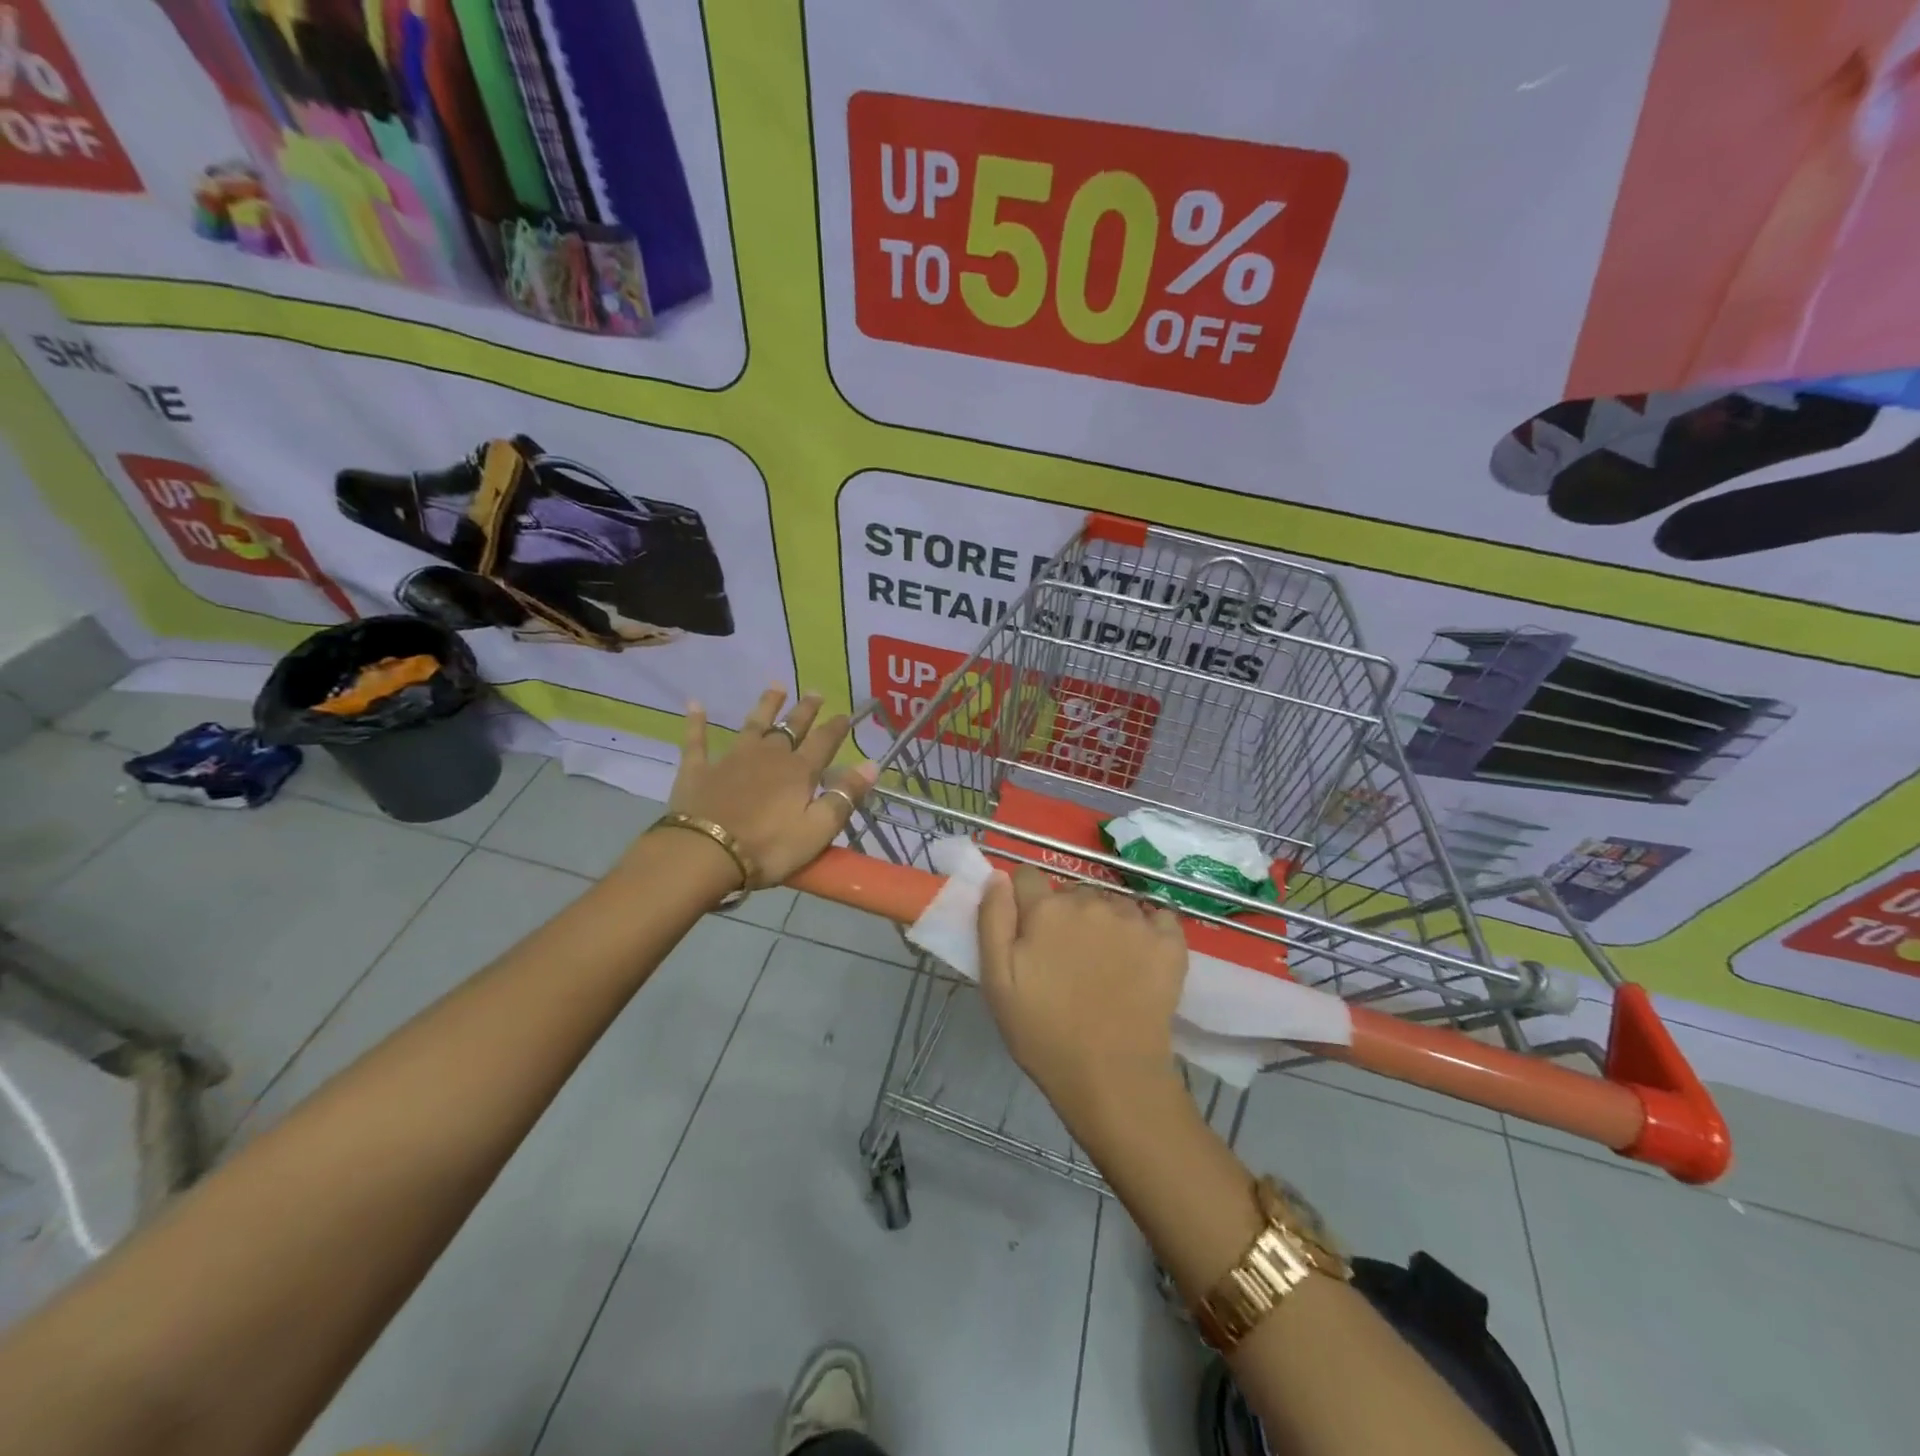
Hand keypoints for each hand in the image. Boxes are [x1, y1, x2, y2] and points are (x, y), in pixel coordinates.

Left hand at [665, 687, 876, 887]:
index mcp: (798, 771)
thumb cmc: (768, 847)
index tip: (846, 715)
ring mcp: (731, 759)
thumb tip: (872, 764)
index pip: (824, 743)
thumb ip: (844, 796)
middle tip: (815, 692)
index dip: (836, 728)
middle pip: (790, 728)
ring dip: (765, 705)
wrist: (704, 853)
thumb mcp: (818, 829)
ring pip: (752, 725)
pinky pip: (697, 740)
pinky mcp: (698, 770)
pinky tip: (695, 704)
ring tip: (776, 686)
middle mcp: (768, 756)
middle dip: (805, 710)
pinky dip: (696, 722)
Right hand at [977, 866, 1187, 1123]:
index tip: (1028, 929)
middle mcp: (1090, 902)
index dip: (1024, 900)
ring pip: (1112, 902)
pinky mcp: (1169, 940)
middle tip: (1066, 958)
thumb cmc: (1044, 1033)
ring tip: (1105, 963)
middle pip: (1072, 891)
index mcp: (1046, 909)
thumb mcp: (996, 980)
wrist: (1113, 1077)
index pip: (1028, 876)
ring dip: (1105, 921)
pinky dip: (1149, 928)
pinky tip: (1141, 957)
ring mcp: (1133, 919)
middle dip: (1066, 913)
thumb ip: (993, 919)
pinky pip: (1157, 916)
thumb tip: (999, 875)